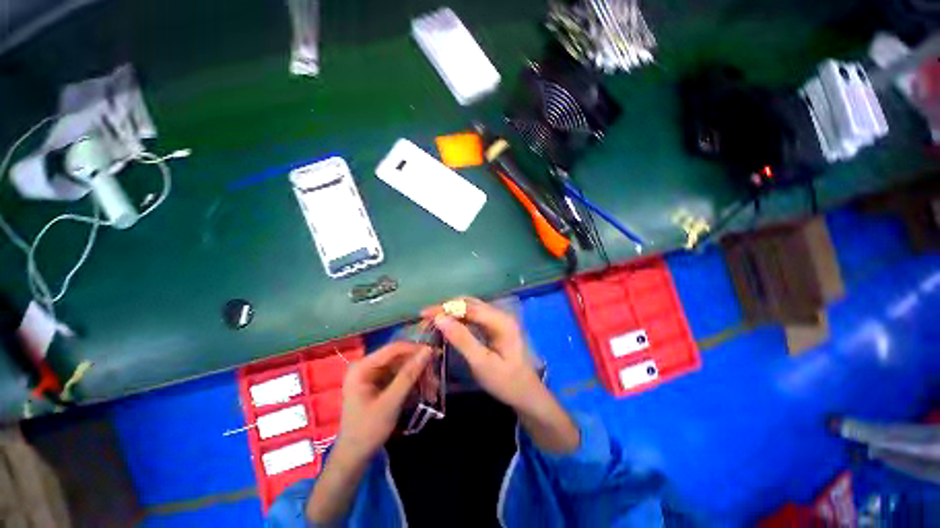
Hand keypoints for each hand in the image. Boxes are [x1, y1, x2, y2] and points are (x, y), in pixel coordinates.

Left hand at [335, 342, 432, 461]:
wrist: (354, 457)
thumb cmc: (368, 430)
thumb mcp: (391, 402)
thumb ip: (409, 375)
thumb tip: (428, 351)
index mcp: (363, 367)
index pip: (393, 349)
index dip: (415, 349)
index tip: (435, 354)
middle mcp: (367, 366)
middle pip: (399, 358)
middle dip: (418, 367)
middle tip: (436, 376)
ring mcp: (373, 375)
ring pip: (403, 367)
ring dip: (418, 376)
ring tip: (434, 388)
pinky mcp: (379, 383)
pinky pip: (400, 376)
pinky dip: (413, 383)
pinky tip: (425, 392)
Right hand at [423, 298, 579, 453]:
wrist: (526, 395)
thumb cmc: (506, 382)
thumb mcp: (482, 363)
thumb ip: (462, 339)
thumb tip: (440, 318)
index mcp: (501, 321)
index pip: (469, 307)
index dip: (446, 308)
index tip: (425, 314)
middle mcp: (500, 315)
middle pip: (470, 304)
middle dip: (447, 308)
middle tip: (426, 318)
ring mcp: (498, 320)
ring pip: (470, 309)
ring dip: (452, 312)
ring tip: (432, 321)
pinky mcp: (494, 327)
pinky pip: (473, 318)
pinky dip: (459, 319)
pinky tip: (448, 325)